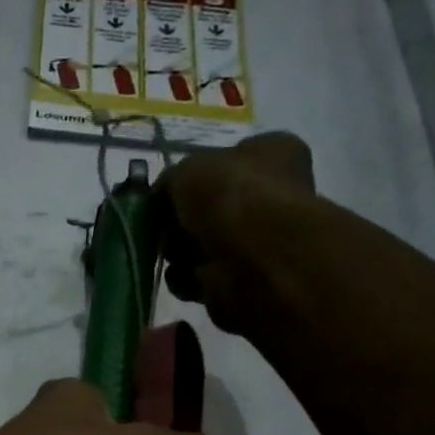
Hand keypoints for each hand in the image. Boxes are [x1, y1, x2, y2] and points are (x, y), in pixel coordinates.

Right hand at [157, 131, 320, 335]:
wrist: (255, 260)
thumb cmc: (230, 197)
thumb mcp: (187, 170)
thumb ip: (169, 182)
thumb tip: (162, 198)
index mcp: (273, 154)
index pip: (226, 159)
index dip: (193, 176)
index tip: (166, 193)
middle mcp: (272, 195)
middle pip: (209, 207)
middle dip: (181, 221)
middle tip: (163, 228)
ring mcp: (260, 241)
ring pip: (203, 245)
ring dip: (181, 253)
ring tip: (176, 255)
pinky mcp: (245, 280)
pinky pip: (204, 277)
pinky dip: (189, 279)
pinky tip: (187, 277)